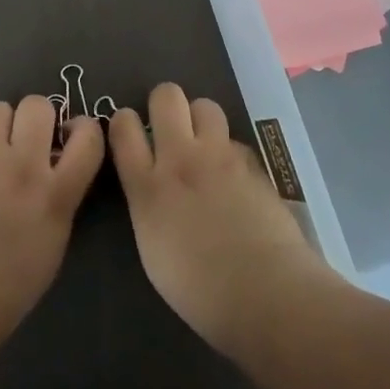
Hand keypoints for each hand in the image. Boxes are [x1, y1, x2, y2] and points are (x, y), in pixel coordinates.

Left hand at [0, 96, 104, 351]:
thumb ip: (59, 199)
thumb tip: (54, 175)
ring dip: (2, 123)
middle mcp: (23, 165)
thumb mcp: (53, 243)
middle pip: (38, 105)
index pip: (88, 135)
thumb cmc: (9, 288)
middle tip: (32, 138)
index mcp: (56, 191)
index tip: (74, 137)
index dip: (85, 128)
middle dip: (39, 116)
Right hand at [110, 82, 338, 356]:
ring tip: (204, 145)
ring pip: (205, 105)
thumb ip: (148, 204)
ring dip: (200, 119)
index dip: (124, 121)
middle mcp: (181, 159)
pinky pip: (234, 140)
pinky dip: (229, 151)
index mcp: (147, 186)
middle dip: (165, 103)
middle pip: (166, 96)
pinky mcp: (252, 162)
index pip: (123, 127)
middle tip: (170, 128)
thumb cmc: (200, 290)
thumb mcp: (152, 247)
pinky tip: (234, 177)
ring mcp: (220, 156)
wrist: (265, 292)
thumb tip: (152, 187)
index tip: (130, 130)